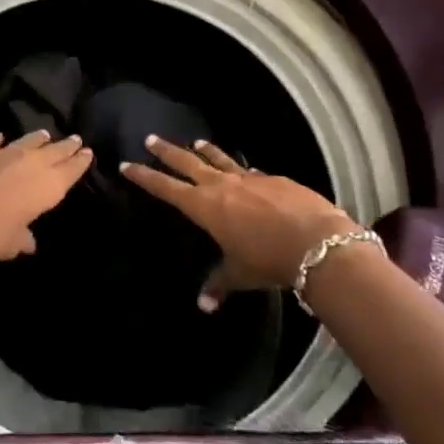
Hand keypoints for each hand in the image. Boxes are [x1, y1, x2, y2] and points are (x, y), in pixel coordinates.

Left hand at [0, 130, 93, 266]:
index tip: (87, 152)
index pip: (70, 170)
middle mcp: (30, 164)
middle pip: (54, 151)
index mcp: (46, 187)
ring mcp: (3, 152)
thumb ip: (24, 239)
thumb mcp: (11, 245)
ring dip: (38, 139)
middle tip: (75, 139)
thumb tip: (29, 241)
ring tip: (45, 135)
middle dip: (66, 146)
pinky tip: (0, 138)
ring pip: (28, 140)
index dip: (80, 161)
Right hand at [122, 138, 359, 310]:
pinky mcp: (274, 179)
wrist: (316, 240)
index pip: (166, 187)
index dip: (145, 177)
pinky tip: (246, 172)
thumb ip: (219, 283)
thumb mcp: (240, 274)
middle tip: (151, 139)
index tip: (127, 164)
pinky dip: (241, 170)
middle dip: (167, 152)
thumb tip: (204, 305)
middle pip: (187, 162)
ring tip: (196, 142)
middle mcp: (222, 185)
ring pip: (220, 159)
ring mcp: (249, 178)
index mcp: (205, 206)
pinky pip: (250, 171)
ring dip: (206, 151)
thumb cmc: (268, 259)